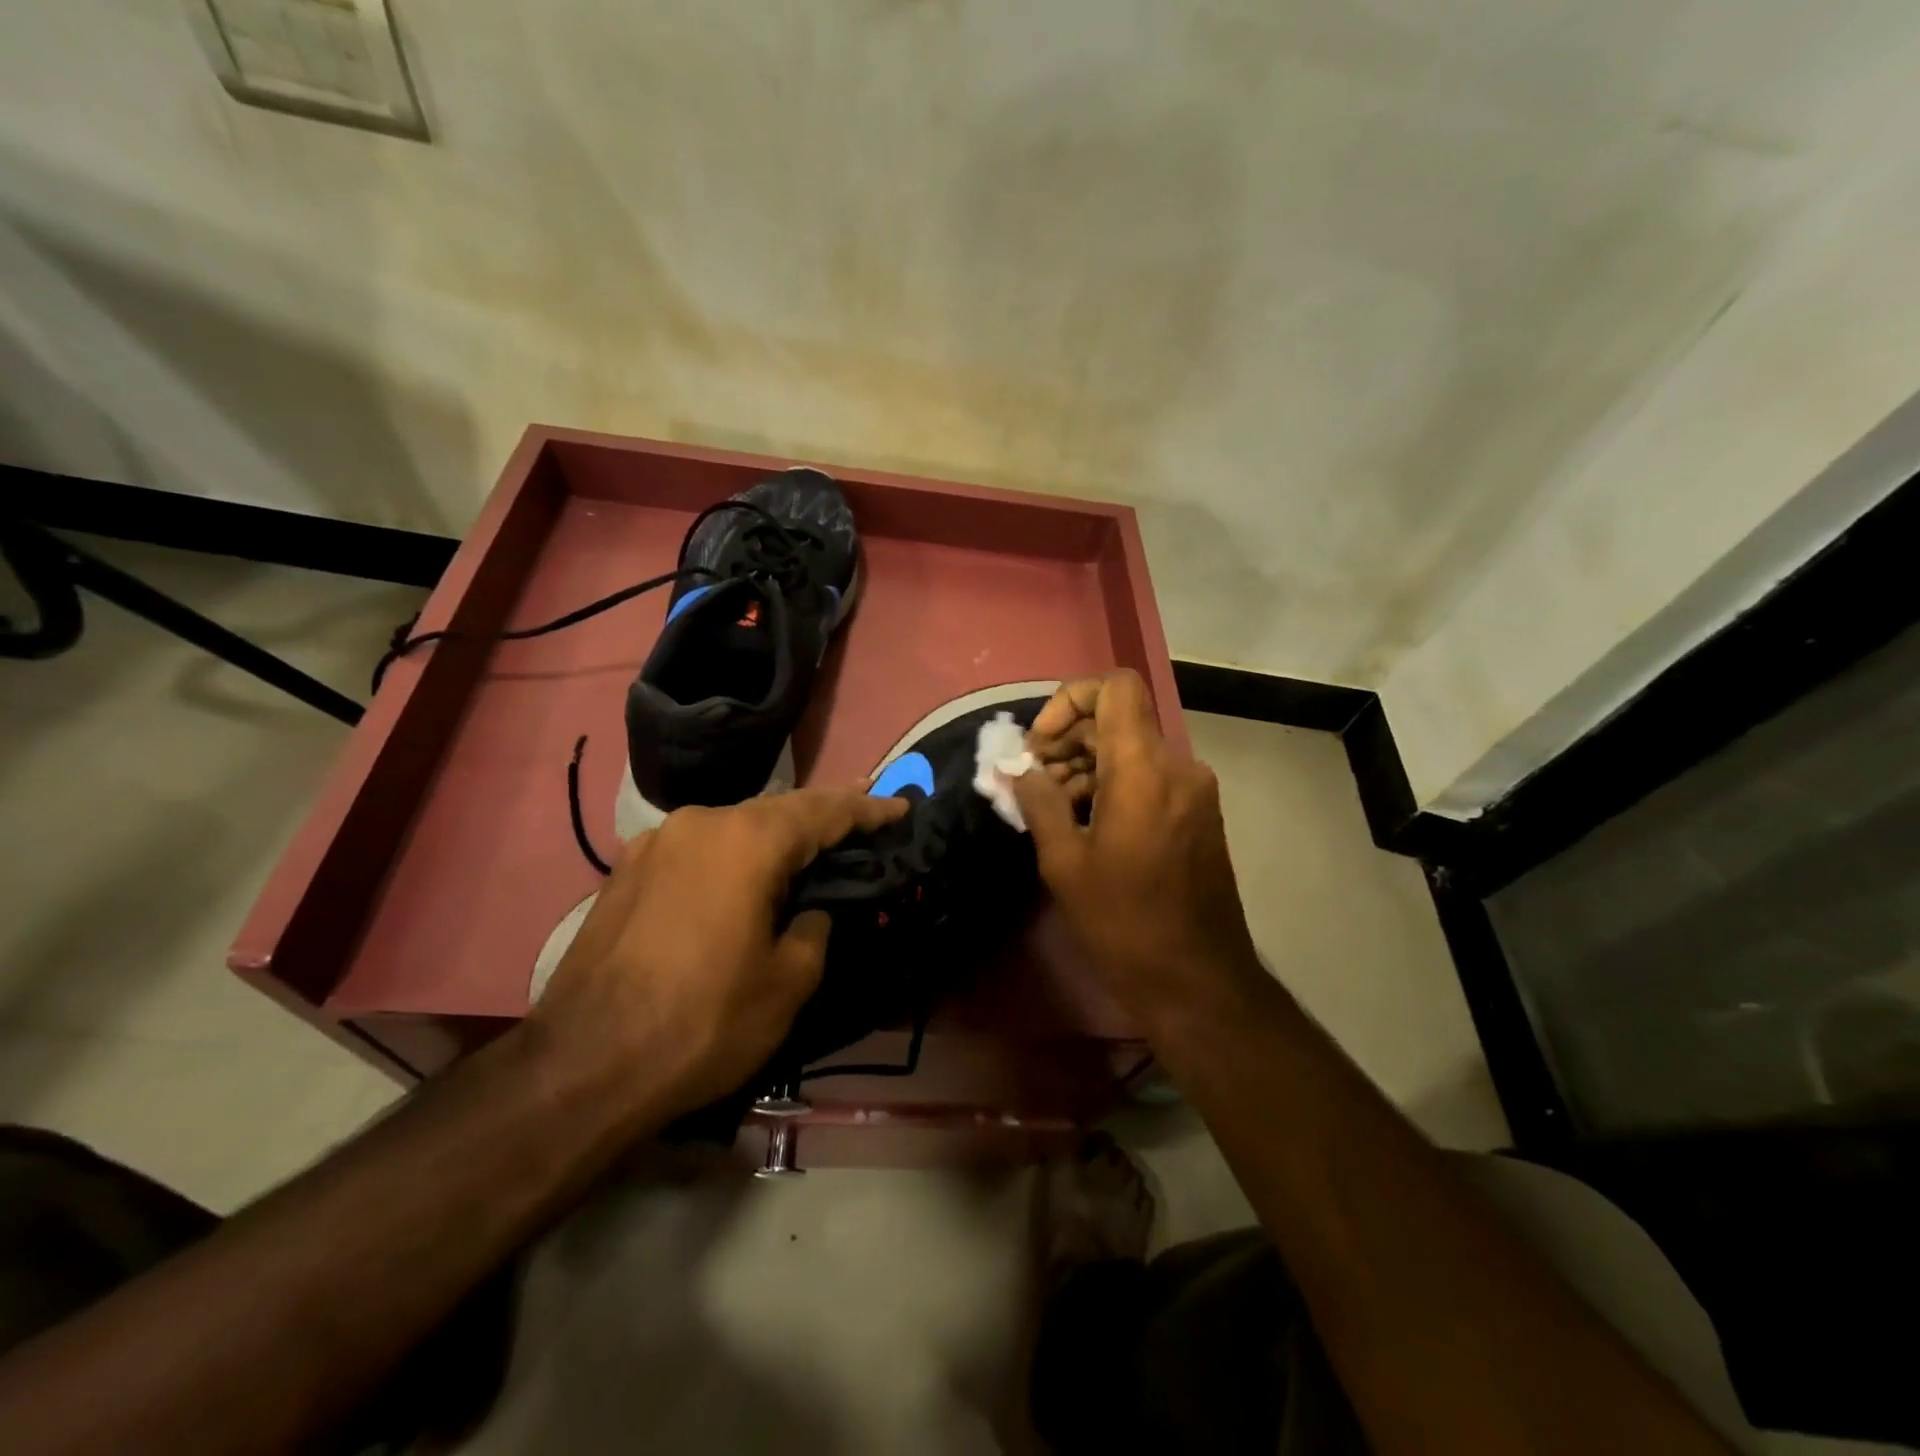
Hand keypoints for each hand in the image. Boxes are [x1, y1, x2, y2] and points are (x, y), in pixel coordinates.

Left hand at [528, 787, 908, 1119]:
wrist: (581, 1067)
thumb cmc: (701, 1024)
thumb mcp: (787, 984)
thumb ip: (814, 929)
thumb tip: (808, 910)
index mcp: (746, 841)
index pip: (824, 811)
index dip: (868, 809)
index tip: (900, 808)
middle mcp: (700, 823)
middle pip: (778, 809)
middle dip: (823, 816)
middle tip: (862, 821)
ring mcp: (655, 843)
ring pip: (734, 825)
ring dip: (775, 836)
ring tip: (807, 847)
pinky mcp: (626, 870)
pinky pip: (698, 847)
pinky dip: (733, 854)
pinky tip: (742, 875)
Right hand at [1014, 671, 1262, 1018]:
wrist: (1198, 980)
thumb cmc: (1124, 922)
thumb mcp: (1065, 863)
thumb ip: (1038, 801)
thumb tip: (1016, 768)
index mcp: (1144, 769)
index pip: (1115, 687)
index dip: (1070, 698)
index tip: (1040, 743)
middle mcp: (1177, 766)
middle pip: (1119, 719)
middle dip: (1068, 739)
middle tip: (1032, 780)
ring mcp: (1194, 790)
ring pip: (1132, 749)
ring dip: (1087, 764)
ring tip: (1051, 807)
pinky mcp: (1199, 813)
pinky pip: (1150, 777)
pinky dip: (1113, 784)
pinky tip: (1084, 822)